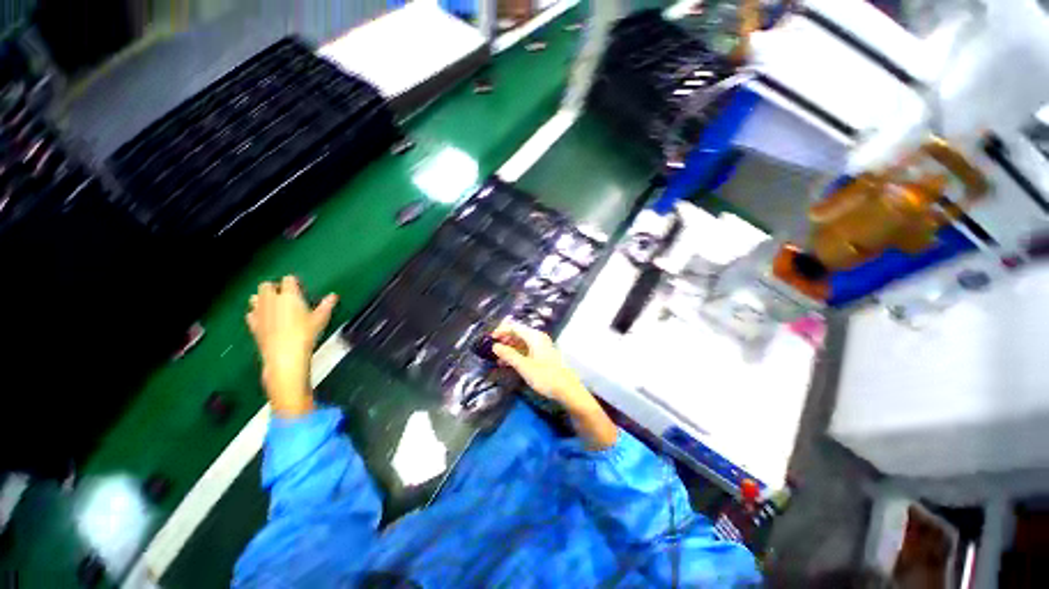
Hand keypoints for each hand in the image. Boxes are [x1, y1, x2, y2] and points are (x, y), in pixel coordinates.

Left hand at [246, 276, 337, 416]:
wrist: (284, 355)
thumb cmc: (305, 334)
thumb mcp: (321, 319)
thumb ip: (326, 305)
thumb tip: (333, 296)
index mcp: (289, 295)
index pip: (288, 280)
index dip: (293, 283)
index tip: (299, 288)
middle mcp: (271, 300)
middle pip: (266, 285)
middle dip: (274, 288)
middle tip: (284, 296)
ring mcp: (259, 312)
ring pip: (255, 297)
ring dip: (262, 299)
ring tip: (273, 306)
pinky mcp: (252, 324)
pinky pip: (250, 313)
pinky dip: (256, 313)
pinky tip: (264, 319)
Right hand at [491, 319, 588, 409]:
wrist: (566, 389)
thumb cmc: (545, 376)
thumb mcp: (524, 366)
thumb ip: (508, 355)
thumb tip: (495, 346)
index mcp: (534, 336)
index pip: (514, 326)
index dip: (501, 330)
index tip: (490, 339)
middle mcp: (537, 337)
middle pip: (517, 333)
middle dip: (504, 340)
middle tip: (492, 350)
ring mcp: (541, 346)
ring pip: (521, 342)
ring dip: (509, 348)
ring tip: (497, 359)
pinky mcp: (542, 355)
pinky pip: (526, 349)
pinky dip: (516, 354)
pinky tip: (508, 363)